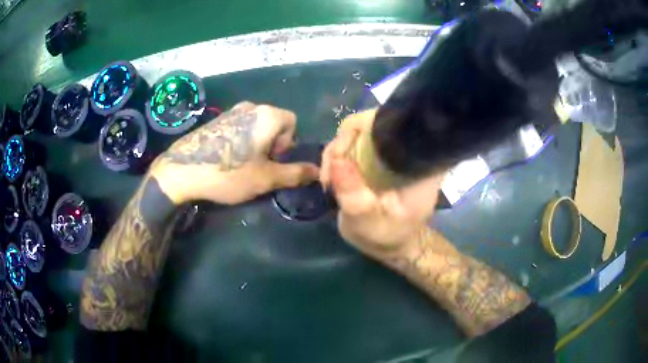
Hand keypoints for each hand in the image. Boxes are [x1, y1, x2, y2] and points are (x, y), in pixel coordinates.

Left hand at [150, 102, 318, 204]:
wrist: (182, 170)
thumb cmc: (229, 173)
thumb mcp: (266, 178)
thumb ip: (295, 173)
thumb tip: (318, 171)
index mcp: (267, 115)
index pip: (292, 122)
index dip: (286, 143)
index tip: (271, 160)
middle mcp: (251, 106)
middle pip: (274, 123)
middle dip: (272, 143)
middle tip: (256, 165)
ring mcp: (231, 111)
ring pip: (256, 125)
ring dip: (256, 143)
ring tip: (240, 163)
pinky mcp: (216, 118)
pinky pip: (239, 126)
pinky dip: (240, 140)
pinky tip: (225, 158)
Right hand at [320, 109, 444, 259]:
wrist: (390, 242)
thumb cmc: (387, 235)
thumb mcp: (369, 224)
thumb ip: (355, 198)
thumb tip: (337, 161)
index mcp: (420, 162)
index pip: (395, 125)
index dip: (362, 131)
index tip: (341, 160)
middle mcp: (409, 148)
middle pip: (371, 123)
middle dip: (343, 144)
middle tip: (330, 176)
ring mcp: (392, 148)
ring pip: (358, 130)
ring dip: (337, 151)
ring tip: (329, 181)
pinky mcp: (378, 152)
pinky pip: (353, 141)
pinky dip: (338, 155)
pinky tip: (333, 177)